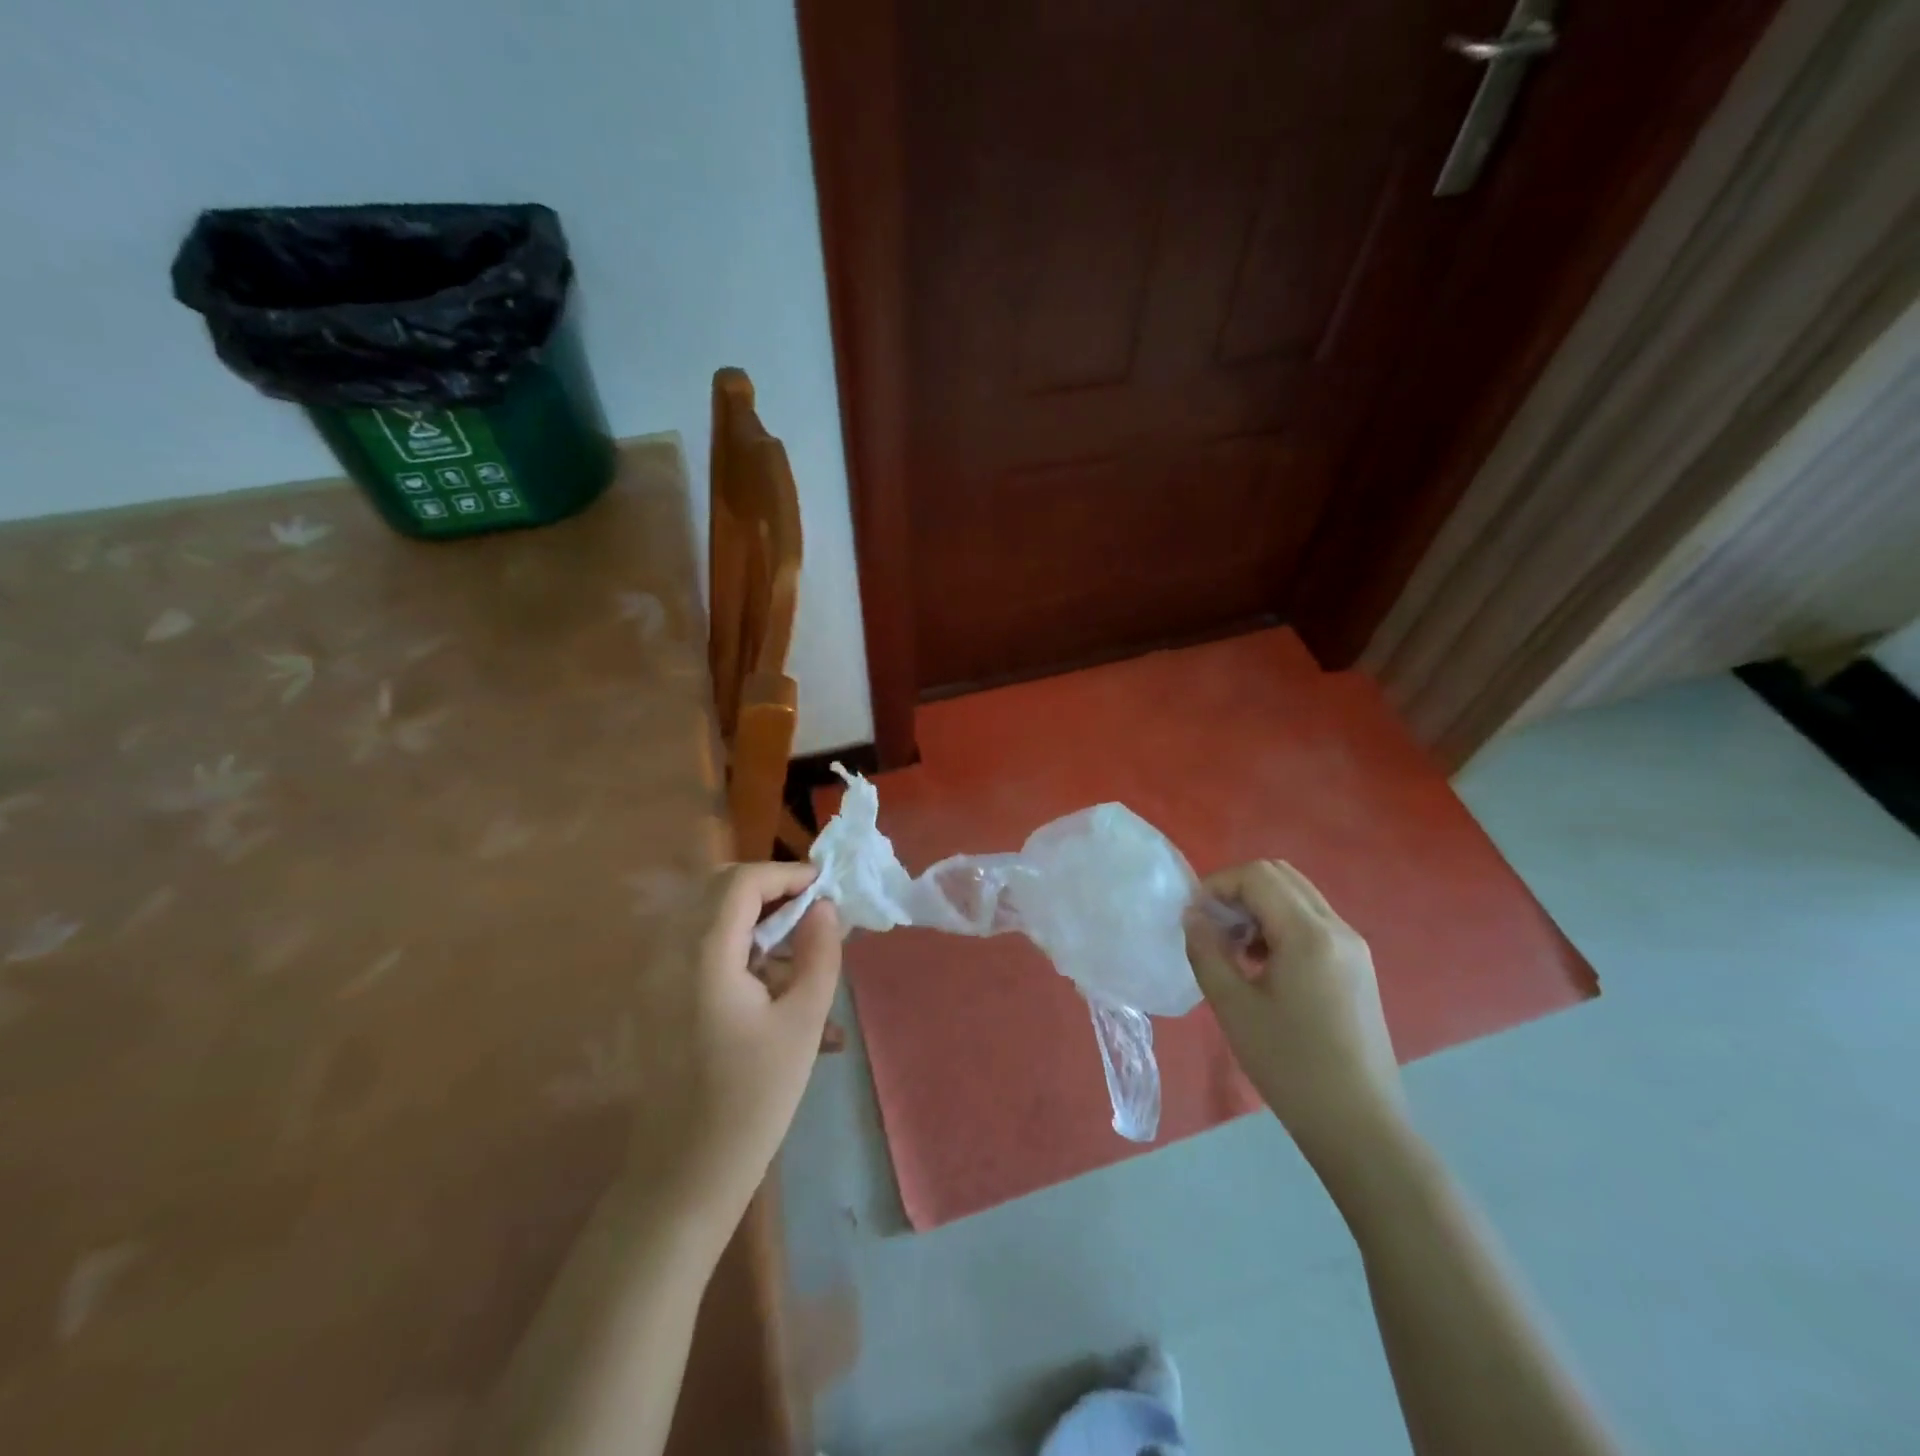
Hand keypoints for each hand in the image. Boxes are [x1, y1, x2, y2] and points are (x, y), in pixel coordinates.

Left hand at [626, 862, 841, 1242]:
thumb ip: (819, 955)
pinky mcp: (661, 1003)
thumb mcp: (802, 1023)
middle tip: (812, 914)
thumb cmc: (751, 1099)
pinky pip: (704, 957)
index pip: (741, 881)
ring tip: (806, 964)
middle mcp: (671, 955)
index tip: (825, 887)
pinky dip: (743, 959)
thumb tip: (825, 908)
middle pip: (719, 892)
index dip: (786, 874)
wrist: (683, 1178)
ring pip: (712, 922)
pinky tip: (783, 1001)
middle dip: (771, 893)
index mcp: (703, 955)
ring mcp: (659, 980)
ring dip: (760, 928)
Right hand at [1185, 860, 1406, 1170]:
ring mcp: (1354, 948)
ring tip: (1234, 949)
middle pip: (1281, 877)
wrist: (1359, 1126)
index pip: (1258, 876)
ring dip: (1260, 908)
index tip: (1194, 917)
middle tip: (1212, 927)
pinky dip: (1281, 926)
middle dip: (1239, 891)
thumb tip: (1193, 916)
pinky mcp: (1358, 968)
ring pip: (1298, 898)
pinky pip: (1313, 924)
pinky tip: (1263, 967)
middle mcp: (1338, 928)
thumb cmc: (1290, 1065)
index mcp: (1310, 933)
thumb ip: (1206, 951)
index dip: (1218, 885)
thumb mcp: (1233, 1006)